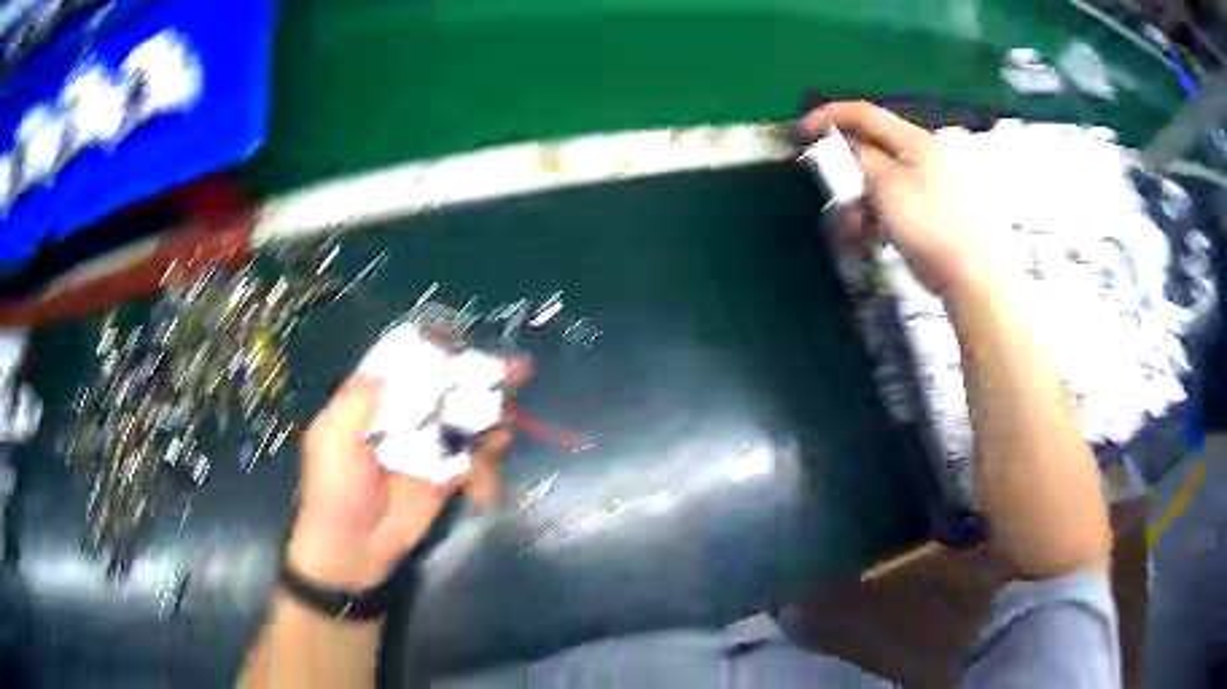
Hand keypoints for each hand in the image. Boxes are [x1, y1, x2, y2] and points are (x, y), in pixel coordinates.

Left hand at [287, 362, 527, 590]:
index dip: (433, 347)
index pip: (406, 362)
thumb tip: (395, 365)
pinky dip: (486, 466)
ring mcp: (427, 449)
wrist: (350, 551)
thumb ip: (358, 400)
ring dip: (491, 420)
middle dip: (480, 376)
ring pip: (467, 422)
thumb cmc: (333, 492)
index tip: (459, 340)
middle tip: (517, 370)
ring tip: (505, 429)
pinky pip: (474, 463)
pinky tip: (485, 481)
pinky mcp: (445, 480)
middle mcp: (404, 418)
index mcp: (374, 402)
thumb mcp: (332, 440)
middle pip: (446, 387)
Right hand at [803, 101, 995, 298]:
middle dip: (856, 177)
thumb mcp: (885, 191)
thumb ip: (860, 159)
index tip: (804, 132)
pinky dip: (898, 212)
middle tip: (842, 205)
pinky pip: (919, 198)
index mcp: (921, 138)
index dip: (830, 117)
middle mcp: (941, 149)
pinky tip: (888, 236)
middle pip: (884, 152)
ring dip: (874, 202)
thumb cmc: (931, 231)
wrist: (981, 282)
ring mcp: (956, 178)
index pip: (867, 114)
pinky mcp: (965, 206)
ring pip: (900, 179)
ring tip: (863, 235)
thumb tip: (847, 142)